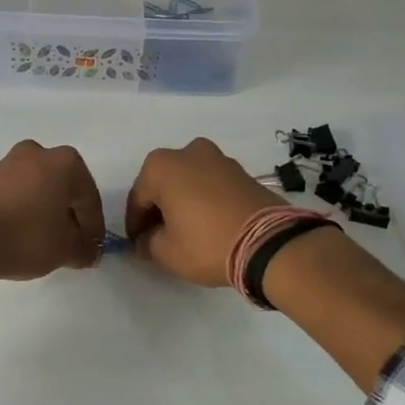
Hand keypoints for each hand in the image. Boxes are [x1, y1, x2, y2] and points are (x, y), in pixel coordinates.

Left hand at [0, 139, 104, 280]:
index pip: (90, 200)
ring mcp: (8, 162)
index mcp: (67, 162)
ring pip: (38, 191)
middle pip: (64, 190)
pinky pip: (16, 195)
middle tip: (69, 246)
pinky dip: (23, 212)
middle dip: (69, 217)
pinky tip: (19, 236)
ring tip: (43, 245)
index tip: (90, 251)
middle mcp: (39, 153)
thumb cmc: (25, 236)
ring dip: (45, 214)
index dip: (94, 229)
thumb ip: (86, 249)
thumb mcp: (65, 250)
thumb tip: (90, 251)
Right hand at [125, 138, 283, 287]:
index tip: (138, 245)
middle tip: (160, 238)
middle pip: (163, 184)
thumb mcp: (166, 252)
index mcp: (160, 166)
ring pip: (188, 182)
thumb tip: (144, 241)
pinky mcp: (241, 171)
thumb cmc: (206, 243)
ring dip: (182, 202)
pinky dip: (204, 200)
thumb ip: (146, 243)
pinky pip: (211, 184)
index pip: (137, 199)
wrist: (269, 243)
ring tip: (186, 231)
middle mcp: (188, 152)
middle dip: (158, 210)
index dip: (135, 225)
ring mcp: (219, 158)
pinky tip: (207, 224)